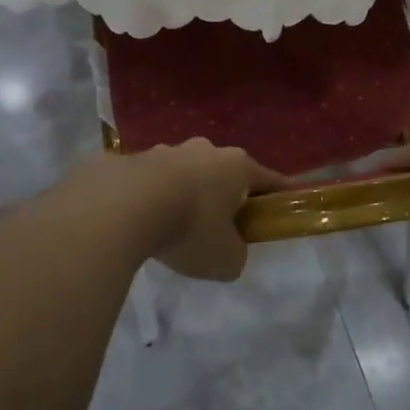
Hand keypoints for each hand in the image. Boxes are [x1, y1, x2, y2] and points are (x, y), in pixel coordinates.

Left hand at [69, 141, 285, 280]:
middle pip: (223, 173)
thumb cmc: (190, 228)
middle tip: (220, 226)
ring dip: (185, 194)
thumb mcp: (226, 259)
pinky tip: (142, 221)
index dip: (280, 195)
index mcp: (236, 166)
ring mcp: (166, 150)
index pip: (268, 179)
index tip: (286, 204)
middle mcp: (204, 150)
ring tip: (174, 226)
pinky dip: (153, 198)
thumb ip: (235, 254)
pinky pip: (151, 182)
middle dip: (225, 195)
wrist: (122, 205)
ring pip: (185, 173)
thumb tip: (228, 249)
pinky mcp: (132, 159)